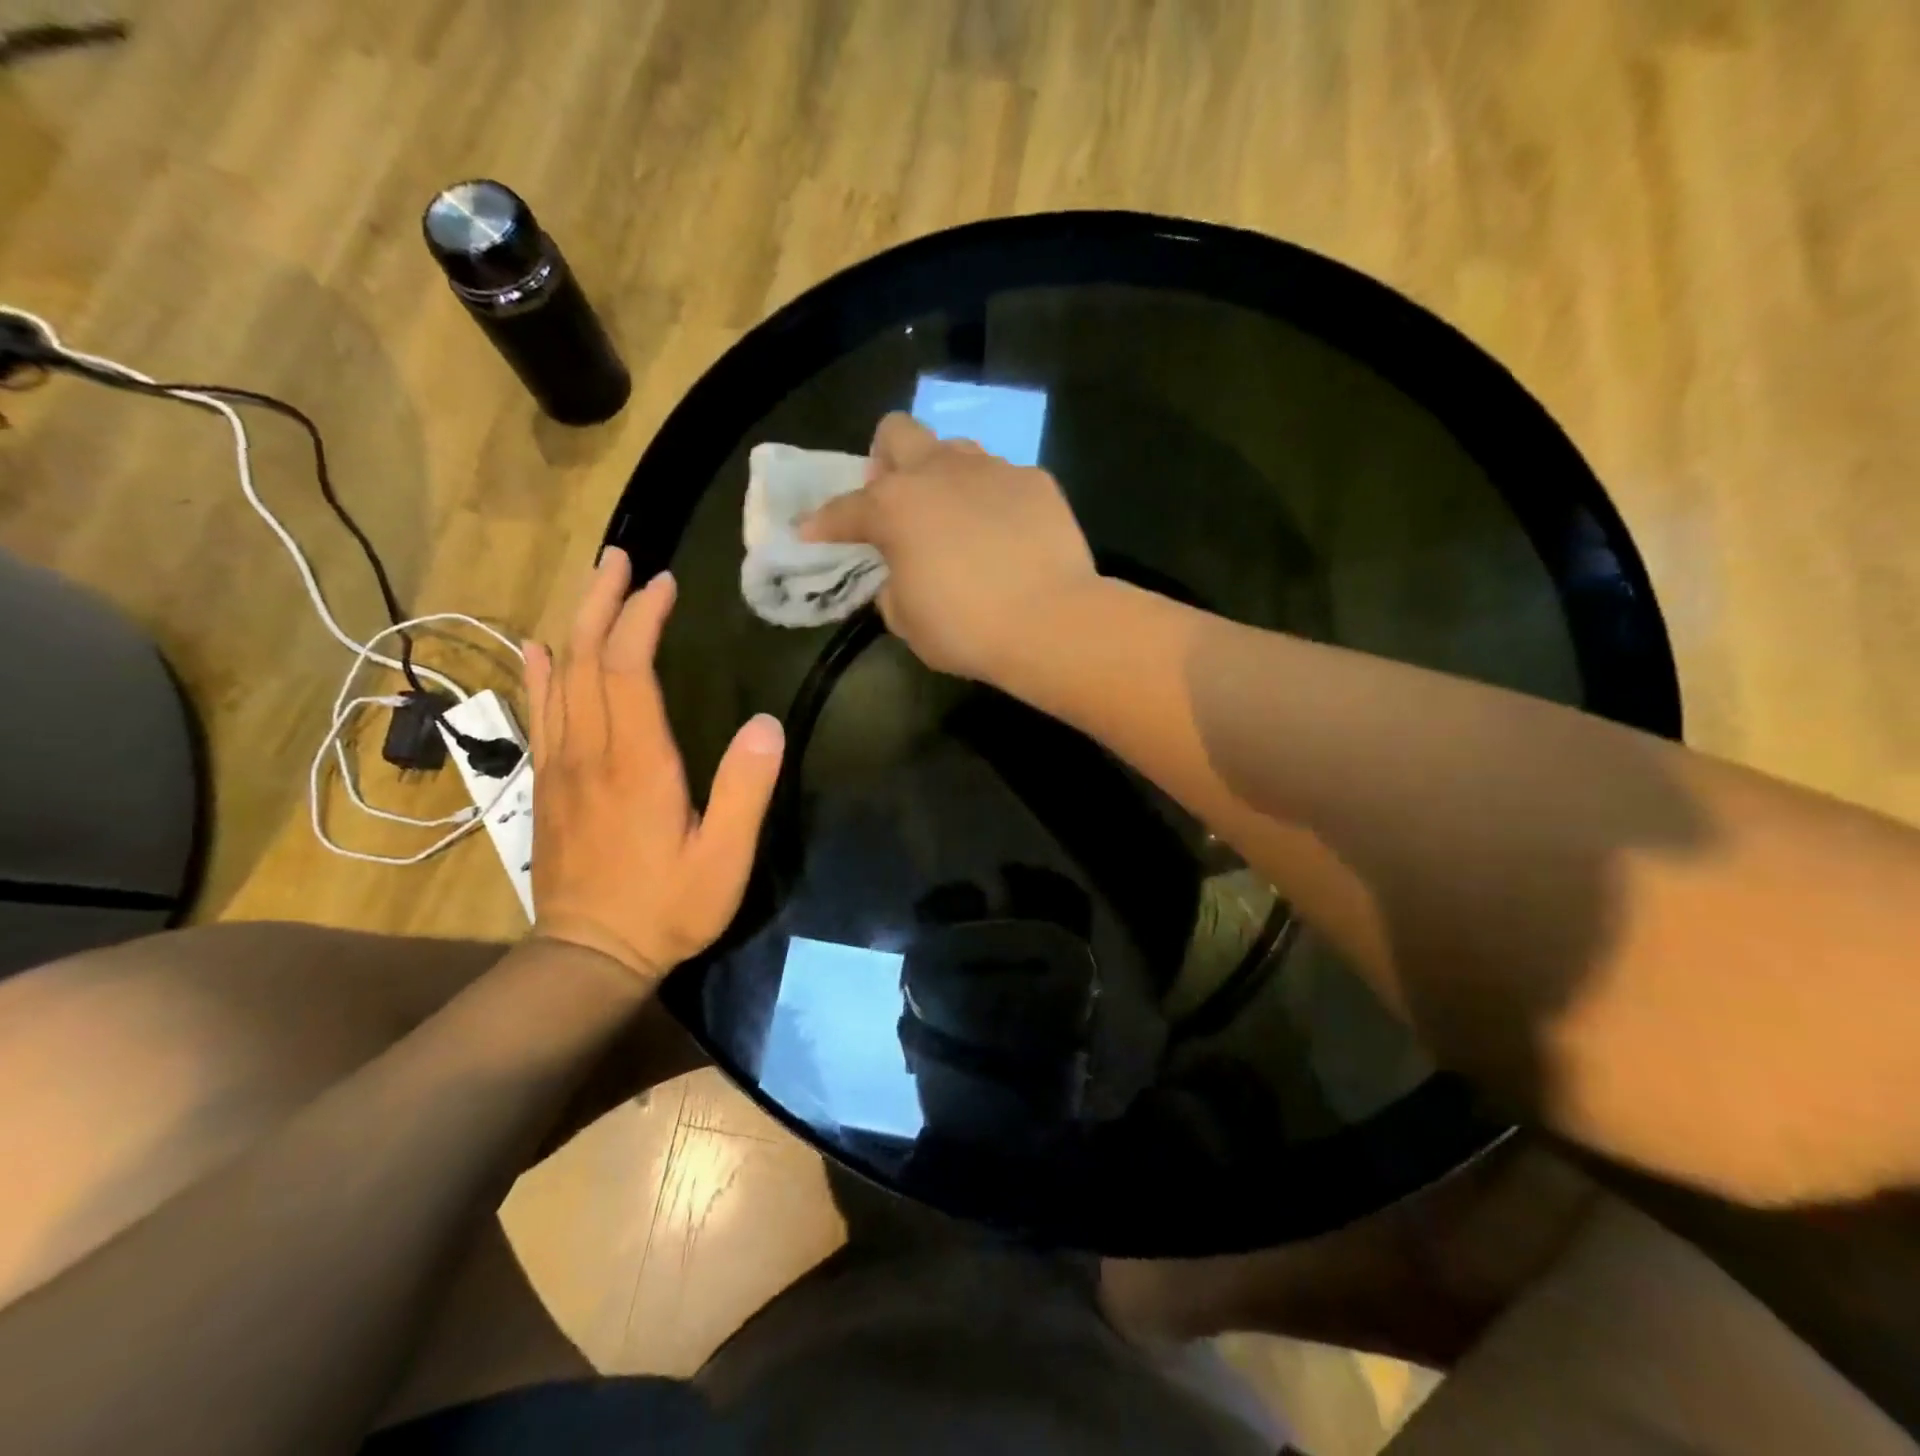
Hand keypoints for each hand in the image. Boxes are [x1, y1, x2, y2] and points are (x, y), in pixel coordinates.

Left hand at [523, 548, 784, 983]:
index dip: (643, 619)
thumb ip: (745, 790)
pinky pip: (539, 714)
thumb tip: (766, 723)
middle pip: (586, 659)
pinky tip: (540, 649)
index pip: (629, 670)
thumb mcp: (724, 858)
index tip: (665, 584)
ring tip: (592, 584)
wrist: (589, 955)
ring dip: (576, 624)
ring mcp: (560, 766)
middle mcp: (590, 752)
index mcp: (637, 763)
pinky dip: (539, 674)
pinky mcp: (547, 784)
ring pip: (559, 679)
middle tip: (620, 558)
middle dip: (602, 602)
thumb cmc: (668, 907)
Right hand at [799, 413, 1098, 680]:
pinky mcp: (1035, 481)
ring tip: (954, 515)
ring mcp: (991, 470)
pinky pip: (1002, 479)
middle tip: (895, 498)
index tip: (811, 532)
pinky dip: (993, 501)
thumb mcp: (907, 620)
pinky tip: (1005, 534)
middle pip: (898, 432)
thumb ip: (892, 587)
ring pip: (954, 449)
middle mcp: (938, 473)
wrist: (1050, 623)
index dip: (823, 523)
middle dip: (886, 458)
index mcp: (895, 507)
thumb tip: (901, 573)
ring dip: (942, 475)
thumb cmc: (966, 629)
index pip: (845, 508)